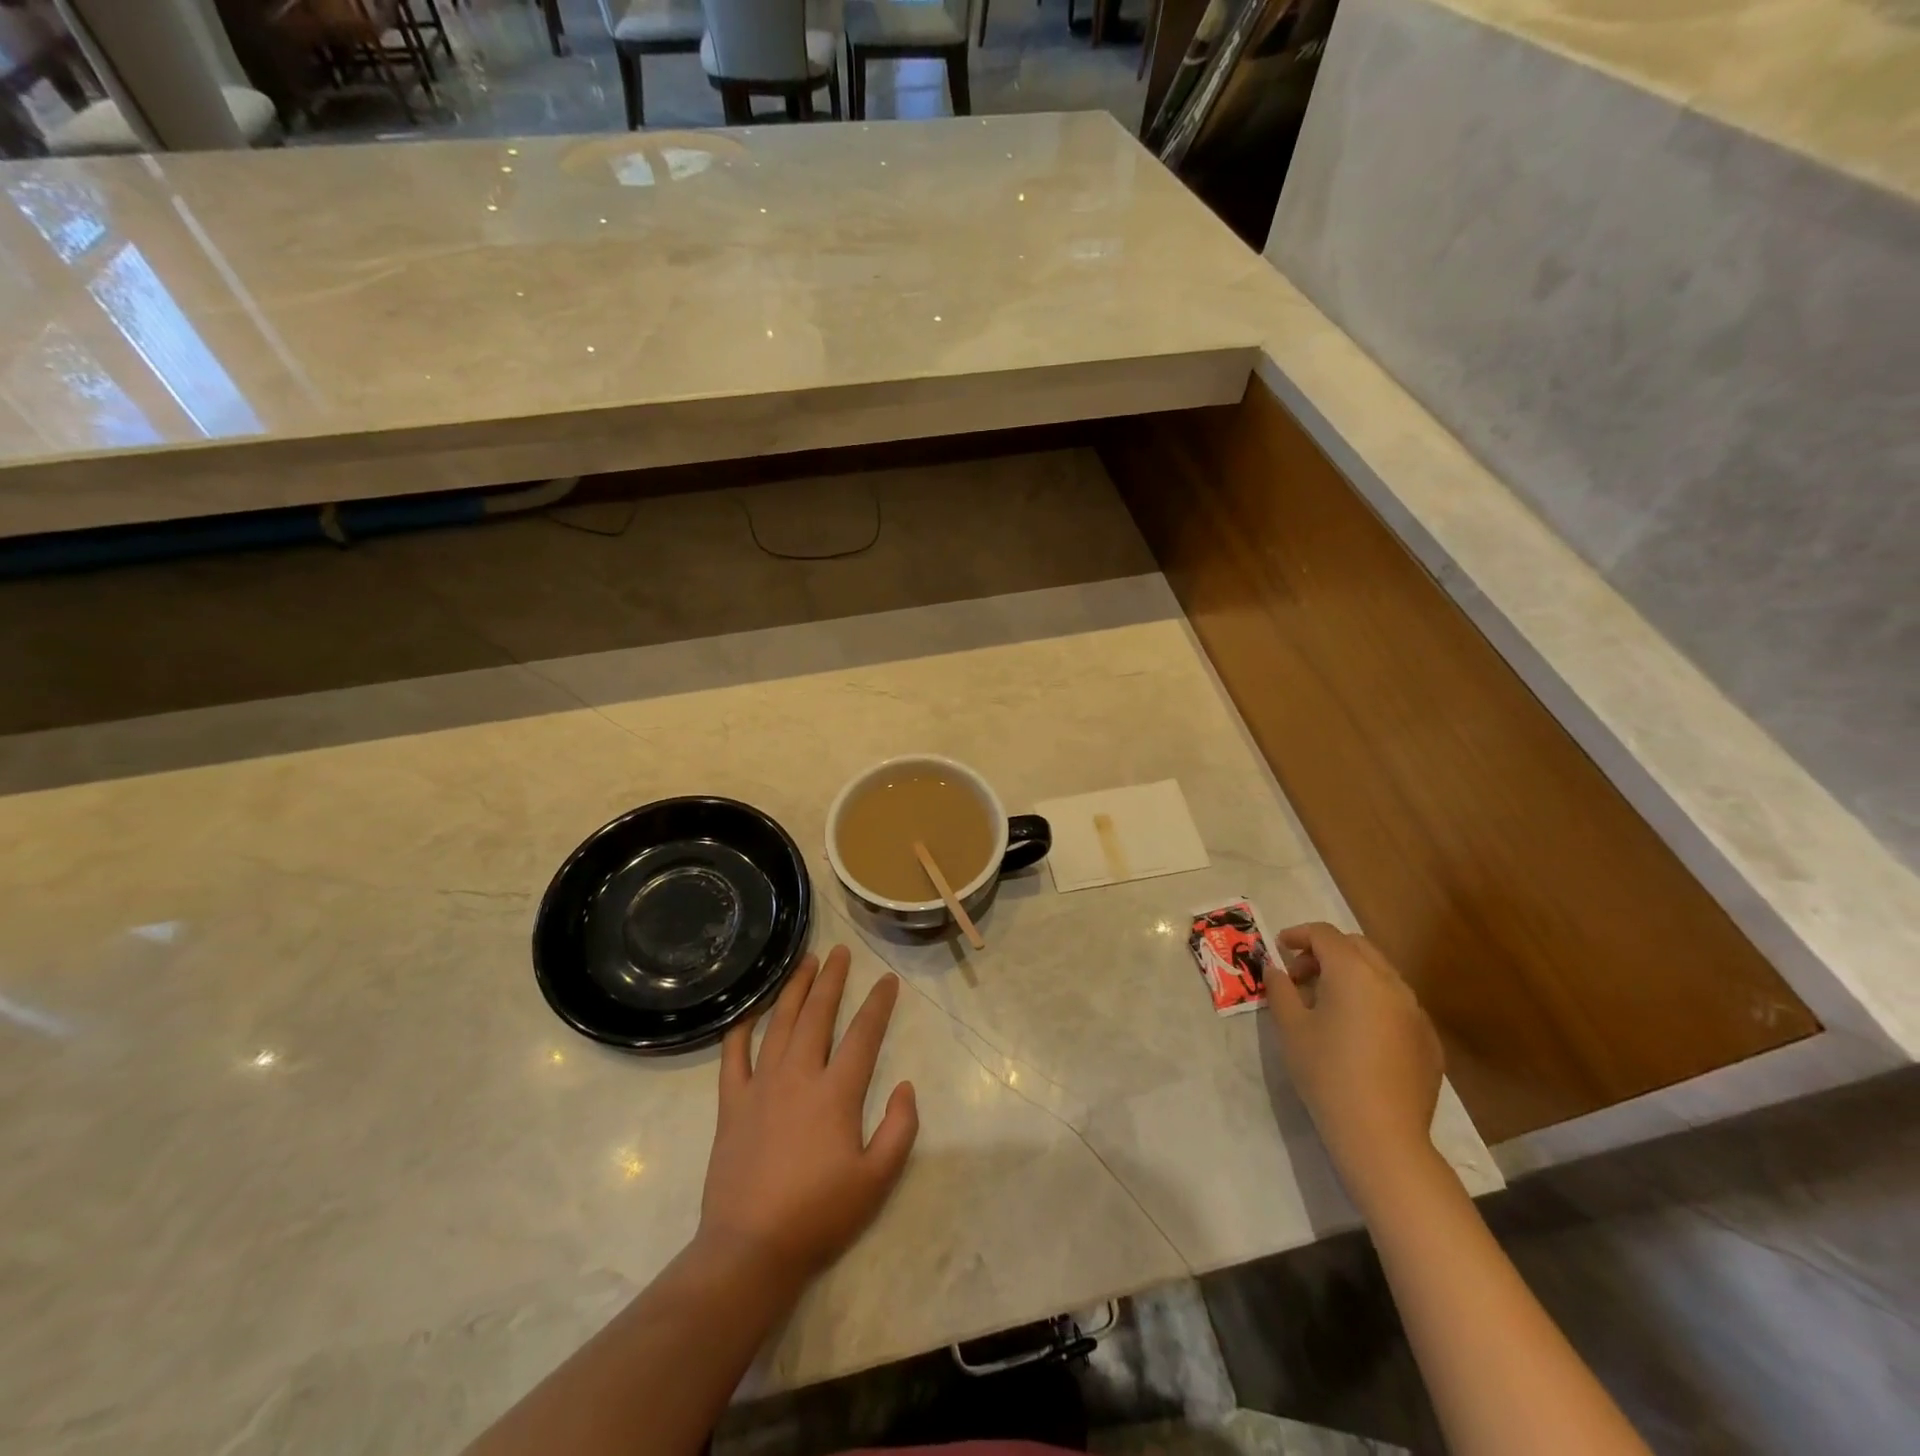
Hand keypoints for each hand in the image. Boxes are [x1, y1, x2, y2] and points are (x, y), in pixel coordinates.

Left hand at [698, 946, 918, 1282]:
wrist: (749, 1249)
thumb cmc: (819, 1215)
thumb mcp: (877, 1180)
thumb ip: (900, 1129)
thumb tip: (906, 1086)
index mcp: (836, 1093)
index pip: (863, 1035)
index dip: (878, 1004)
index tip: (888, 980)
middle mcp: (798, 1076)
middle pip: (817, 1015)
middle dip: (832, 980)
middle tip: (840, 951)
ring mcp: (760, 1086)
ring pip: (778, 1023)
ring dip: (793, 989)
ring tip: (805, 962)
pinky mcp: (731, 1104)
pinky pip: (734, 1055)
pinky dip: (742, 1028)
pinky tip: (750, 1011)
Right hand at [1268, 922, 1443, 1208]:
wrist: (1382, 1135)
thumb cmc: (1326, 1073)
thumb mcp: (1290, 1027)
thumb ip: (1280, 989)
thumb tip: (1275, 969)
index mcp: (1354, 973)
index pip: (1325, 935)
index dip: (1298, 935)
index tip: (1279, 948)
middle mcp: (1390, 983)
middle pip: (1357, 947)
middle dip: (1326, 952)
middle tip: (1300, 975)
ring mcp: (1416, 1012)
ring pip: (1381, 974)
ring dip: (1351, 976)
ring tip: (1327, 1004)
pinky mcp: (1429, 1041)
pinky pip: (1397, 1005)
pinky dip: (1373, 1003)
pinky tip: (1358, 1035)